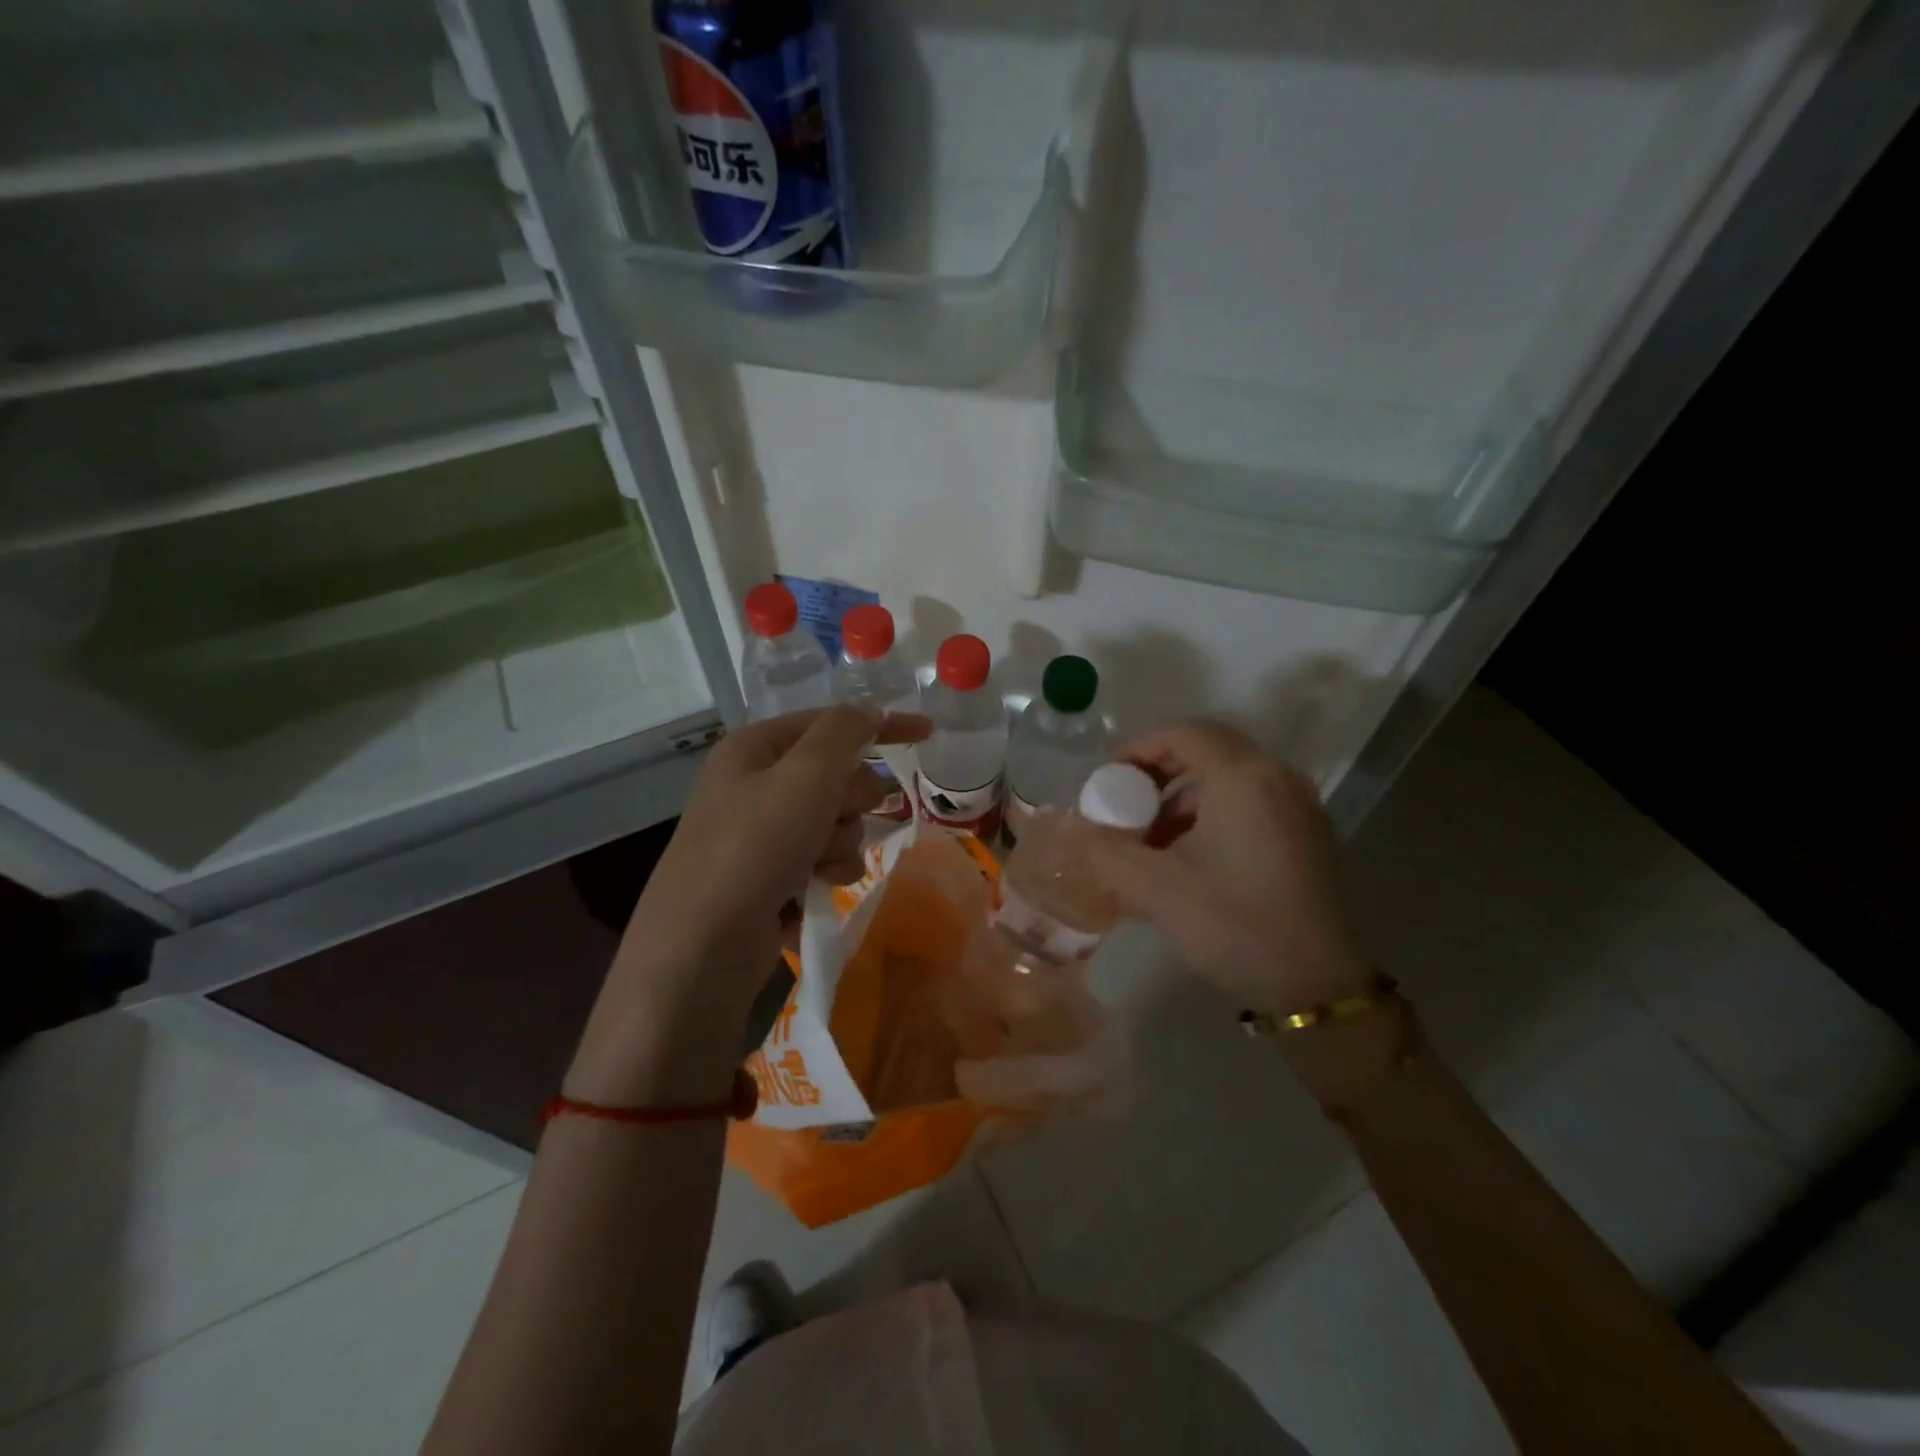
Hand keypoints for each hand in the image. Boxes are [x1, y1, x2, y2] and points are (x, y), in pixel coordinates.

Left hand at [567, 705, 927, 1105]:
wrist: (703, 946)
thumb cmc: (755, 846)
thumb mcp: (806, 775)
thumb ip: (845, 732)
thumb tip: (869, 711)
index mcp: (756, 749)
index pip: (832, 722)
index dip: (882, 725)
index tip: (929, 732)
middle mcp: (757, 785)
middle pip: (839, 776)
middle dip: (850, 800)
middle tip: (833, 818)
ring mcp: (764, 833)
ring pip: (839, 822)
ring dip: (841, 841)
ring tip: (816, 865)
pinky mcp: (773, 875)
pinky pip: (826, 858)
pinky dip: (829, 871)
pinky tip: (814, 888)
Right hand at [1088, 720, 1371, 1014]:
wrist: (1318, 988)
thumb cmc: (1234, 926)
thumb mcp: (1156, 889)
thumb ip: (1106, 849)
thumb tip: (1073, 827)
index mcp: (1244, 778)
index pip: (1183, 733)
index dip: (1138, 748)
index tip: (1108, 779)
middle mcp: (1278, 777)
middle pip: (1208, 749)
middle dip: (1158, 772)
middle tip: (1126, 804)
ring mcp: (1299, 804)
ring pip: (1229, 777)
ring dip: (1183, 797)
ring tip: (1152, 841)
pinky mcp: (1307, 831)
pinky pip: (1250, 800)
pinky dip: (1212, 813)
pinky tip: (1189, 856)